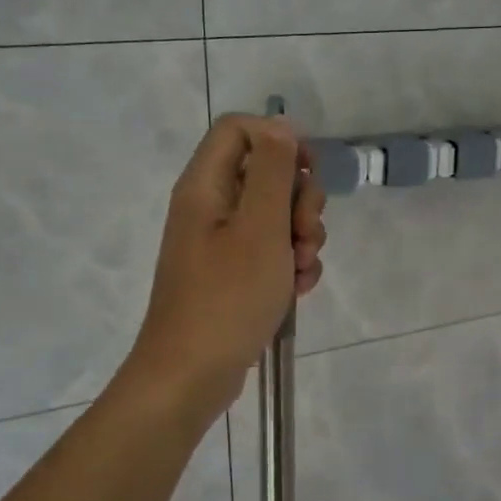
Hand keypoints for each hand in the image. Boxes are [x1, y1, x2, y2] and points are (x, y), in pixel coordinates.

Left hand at [128, 114, 326, 411]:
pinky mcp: (232, 273)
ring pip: (275, 215)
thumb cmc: (227, 297)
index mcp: (205, 186)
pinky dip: (290, 264)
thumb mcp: (260, 227)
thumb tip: (279, 124)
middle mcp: (210, 206)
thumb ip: (272, 170)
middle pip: (265, 172)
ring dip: (301, 236)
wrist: (191, 376)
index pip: (240, 129)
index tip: (309, 171)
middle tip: (305, 233)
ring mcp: (221, 242)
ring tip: (301, 270)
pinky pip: (270, 250)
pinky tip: (298, 290)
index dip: (279, 139)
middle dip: (299, 200)